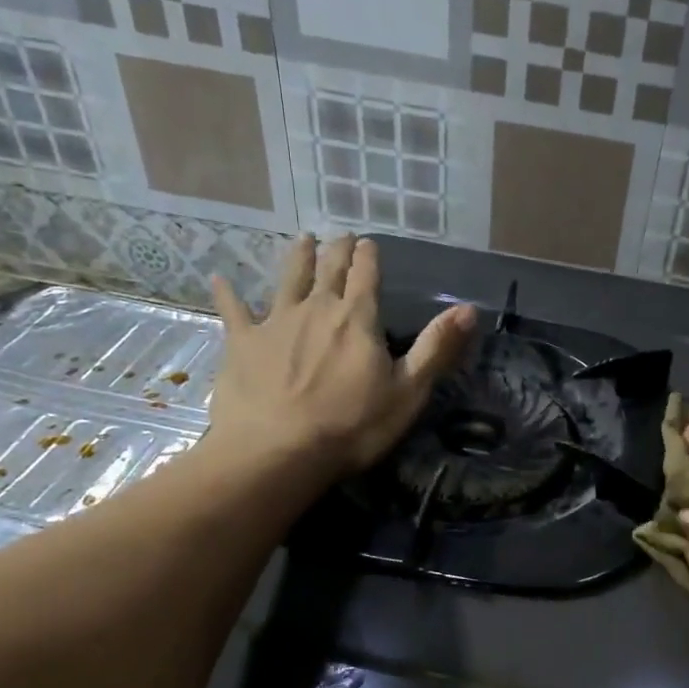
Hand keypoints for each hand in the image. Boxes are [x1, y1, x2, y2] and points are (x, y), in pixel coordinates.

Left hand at [203, 234, 473, 479]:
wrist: (278, 451)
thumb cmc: (352, 426)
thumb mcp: (408, 391)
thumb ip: (436, 347)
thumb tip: (468, 309)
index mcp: (358, 320)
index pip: (367, 276)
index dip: (369, 257)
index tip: (369, 242)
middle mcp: (316, 310)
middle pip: (329, 271)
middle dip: (337, 251)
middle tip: (341, 236)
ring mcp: (275, 323)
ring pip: (288, 280)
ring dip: (297, 258)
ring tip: (303, 240)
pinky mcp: (242, 343)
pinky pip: (234, 311)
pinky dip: (228, 294)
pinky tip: (220, 279)